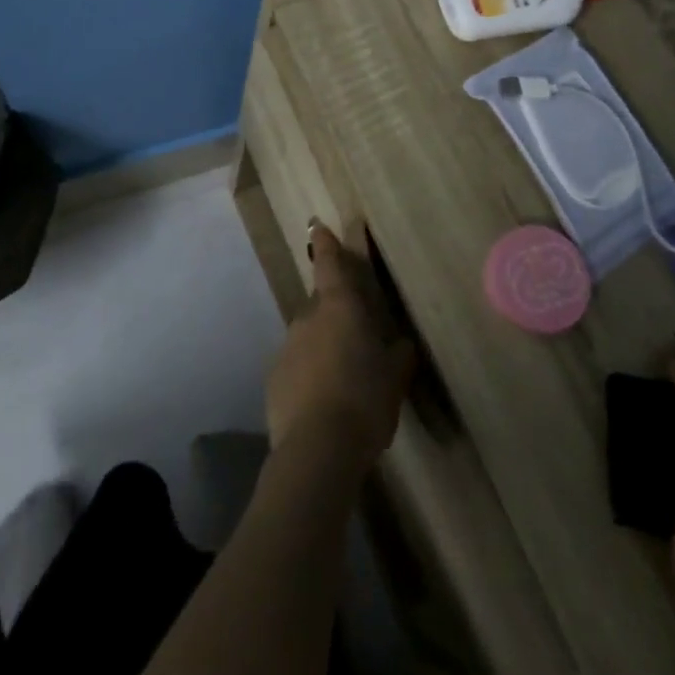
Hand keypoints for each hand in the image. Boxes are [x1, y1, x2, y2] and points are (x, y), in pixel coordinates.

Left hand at [266, 223, 416, 468]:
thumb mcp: (395, 377)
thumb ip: (398, 355)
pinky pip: (296, 369)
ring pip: (308, 339)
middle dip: (335, 318)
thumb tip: (401, 344)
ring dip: (323, 351)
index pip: (330, 265)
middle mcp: (308, 319)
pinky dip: (309, 378)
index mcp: (339, 308)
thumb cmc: (365, 400)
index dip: (326, 245)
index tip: (316, 226)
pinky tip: (323, 407)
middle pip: (321, 308)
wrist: (317, 448)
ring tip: (343, 385)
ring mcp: (286, 348)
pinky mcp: (273, 380)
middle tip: (356, 345)